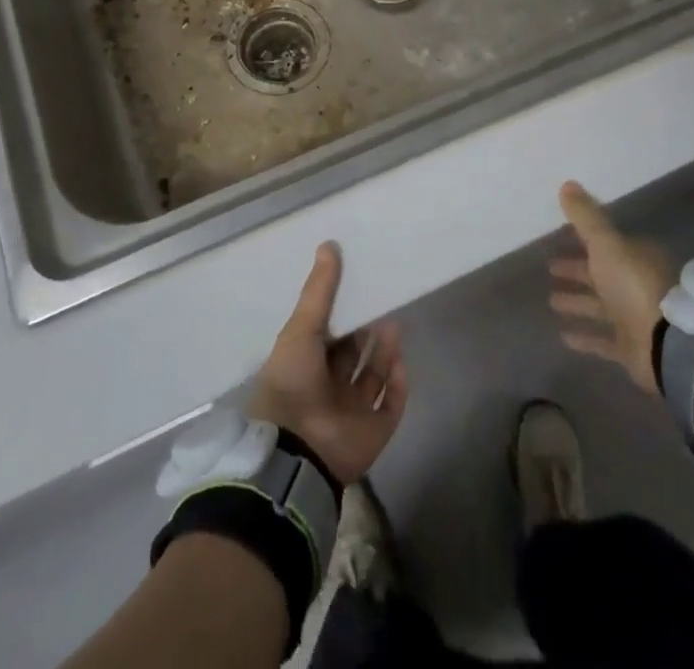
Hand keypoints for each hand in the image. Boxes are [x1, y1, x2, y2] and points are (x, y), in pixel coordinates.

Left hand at [247, 243, 406, 483]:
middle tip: (382, 301)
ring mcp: (350, 411)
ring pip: (374, 377)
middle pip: (353, 355)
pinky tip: (402, 360)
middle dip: (367, 331)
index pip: (327, 336)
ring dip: (384, 352)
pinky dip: (398, 384)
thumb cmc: (292, 380)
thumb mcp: (302, 327)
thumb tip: (329, 244)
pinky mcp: (373, 431)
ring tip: (393, 323)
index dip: (342, 314)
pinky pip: (391, 405)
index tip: (358, 287)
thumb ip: (319, 289)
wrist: (298, 448)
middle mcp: (328, 388)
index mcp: (304, 366)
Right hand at [548, 181, 675, 393]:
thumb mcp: (606, 243)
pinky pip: (604, 340)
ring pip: (600, 307)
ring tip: (551, 300)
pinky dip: (586, 338)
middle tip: (550, 267)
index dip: (584, 242)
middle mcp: (636, 286)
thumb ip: (586, 217)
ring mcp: (635, 319)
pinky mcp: (632, 349)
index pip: (606, 246)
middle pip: (601, 275)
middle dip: (577, 271)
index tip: (562, 239)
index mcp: (635, 258)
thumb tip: (567, 183)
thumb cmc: (636, 285)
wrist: (669, 344)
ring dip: (578, 302)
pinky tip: (563, 335)